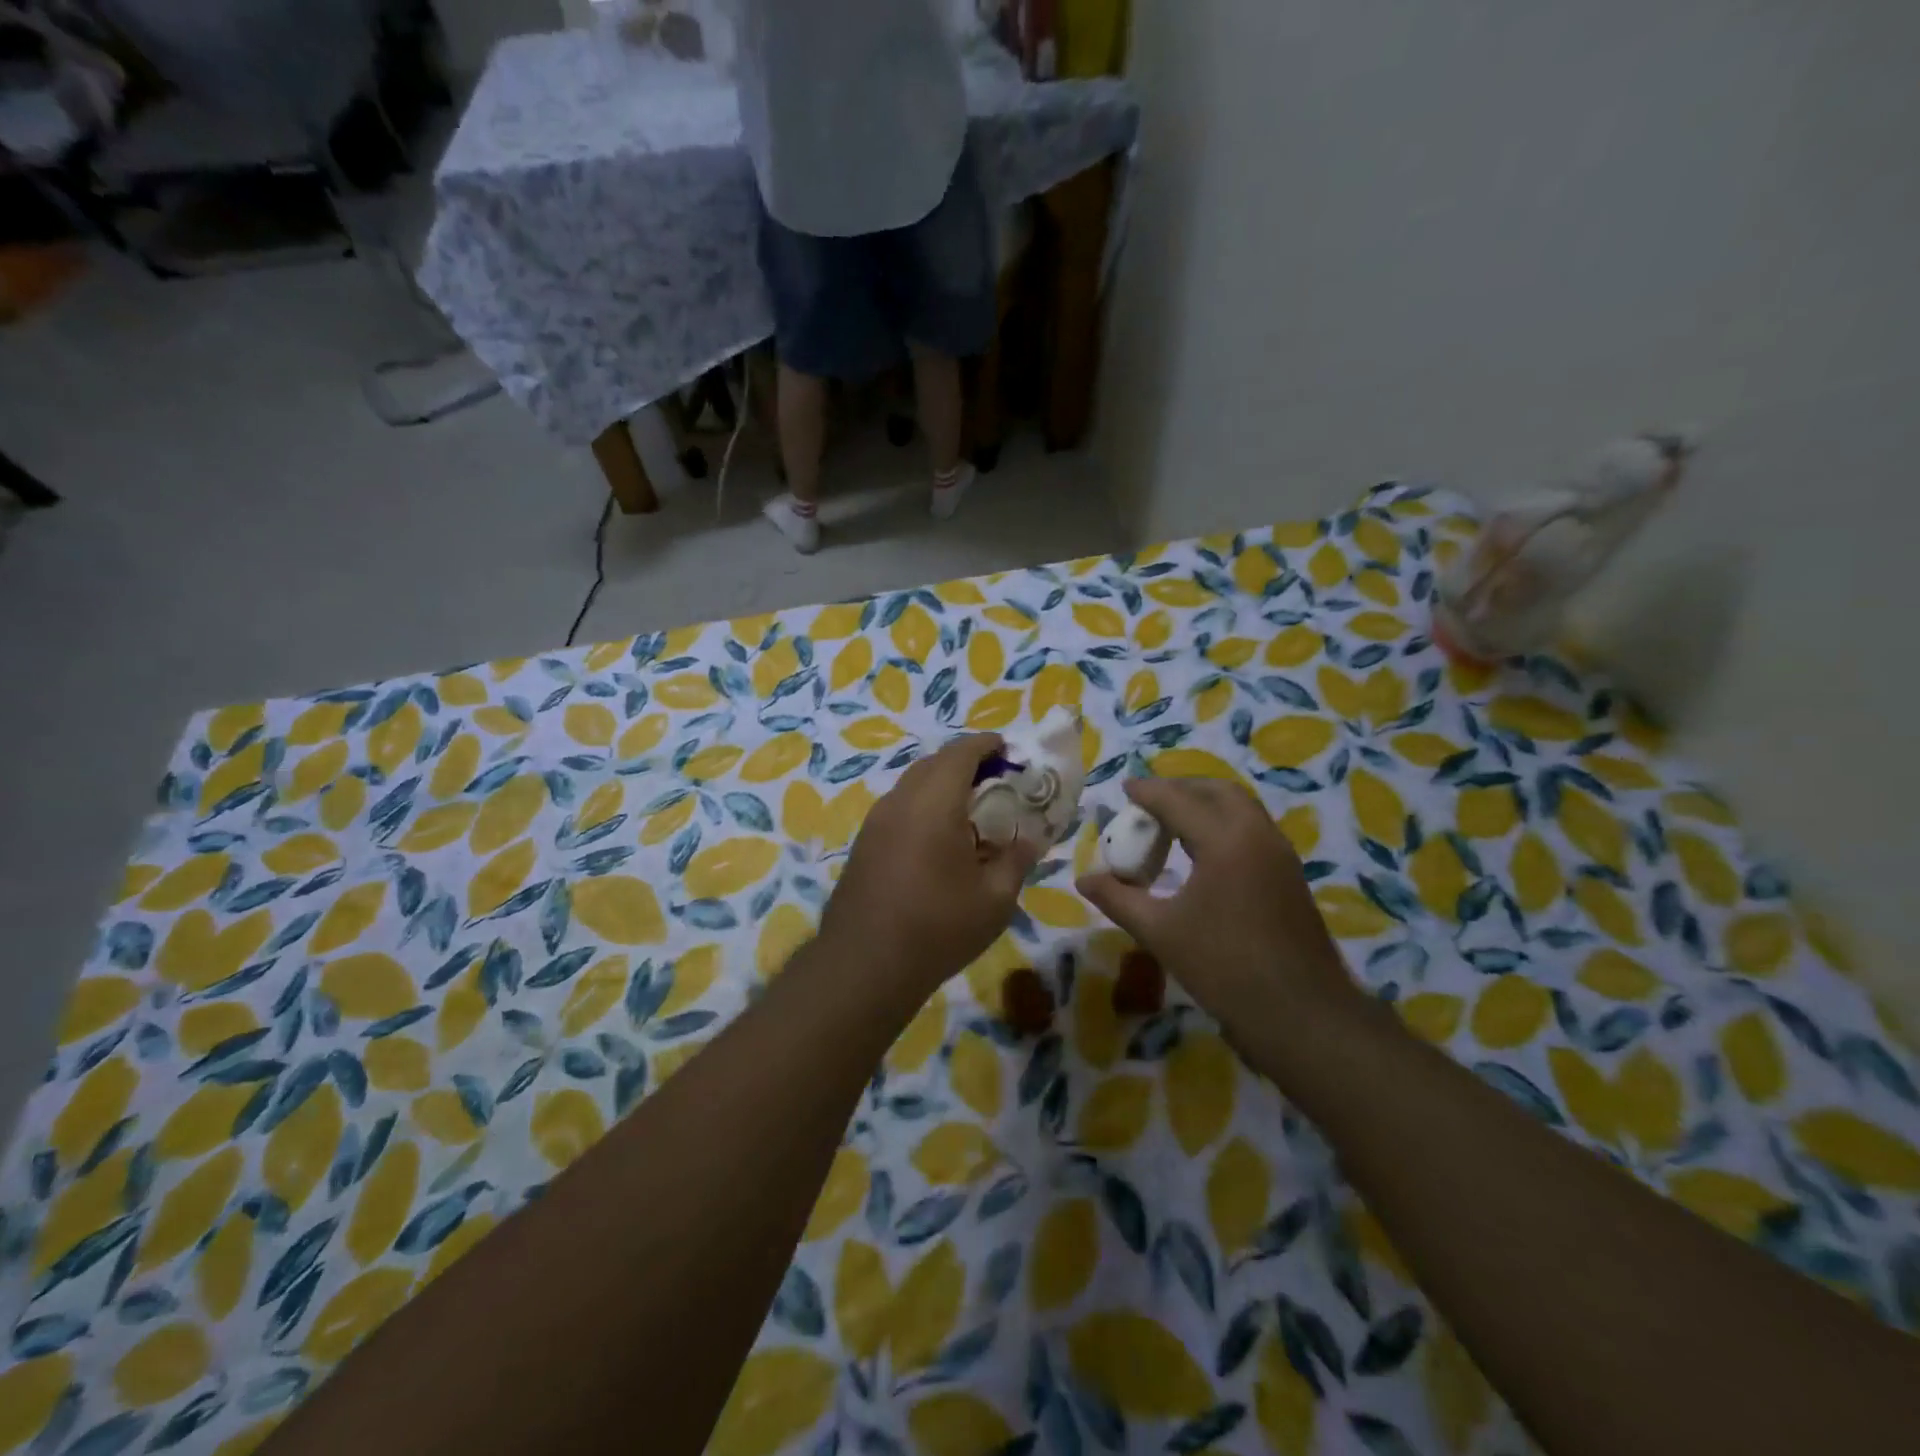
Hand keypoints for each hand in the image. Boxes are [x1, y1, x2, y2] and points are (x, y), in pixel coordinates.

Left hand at [820, 734, 1041, 993]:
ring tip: (971, 810)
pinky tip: (939, 839)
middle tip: (996, 781)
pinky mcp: (864, 844)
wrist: (864, 966)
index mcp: (934, 803)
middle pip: (934, 763)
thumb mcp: (995, 899)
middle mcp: (900, 801)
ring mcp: (876, 822)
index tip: (1010, 750)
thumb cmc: (937, 928)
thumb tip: (1029, 840)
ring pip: (913, 784)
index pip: (961, 752)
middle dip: (966, 762)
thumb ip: (1016, 860)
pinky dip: (924, 806)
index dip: (987, 744)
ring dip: (942, 784)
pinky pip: (900, 808)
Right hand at [1077, 777, 1364, 1046]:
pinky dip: (1223, 826)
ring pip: (1240, 809)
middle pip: (1217, 792)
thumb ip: (1118, 898)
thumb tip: (1083, 880)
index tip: (1124, 787)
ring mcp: (1280, 854)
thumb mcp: (1160, 932)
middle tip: (1149, 803)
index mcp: (1225, 840)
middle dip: (1180, 789)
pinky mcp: (1289, 875)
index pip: (1177, 800)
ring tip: (1170, 826)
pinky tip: (1202, 854)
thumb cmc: (1224, 968)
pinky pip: (1252, 830)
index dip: (1147, 792)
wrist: (1301, 1015)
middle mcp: (1257, 834)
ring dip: (1204, 806)